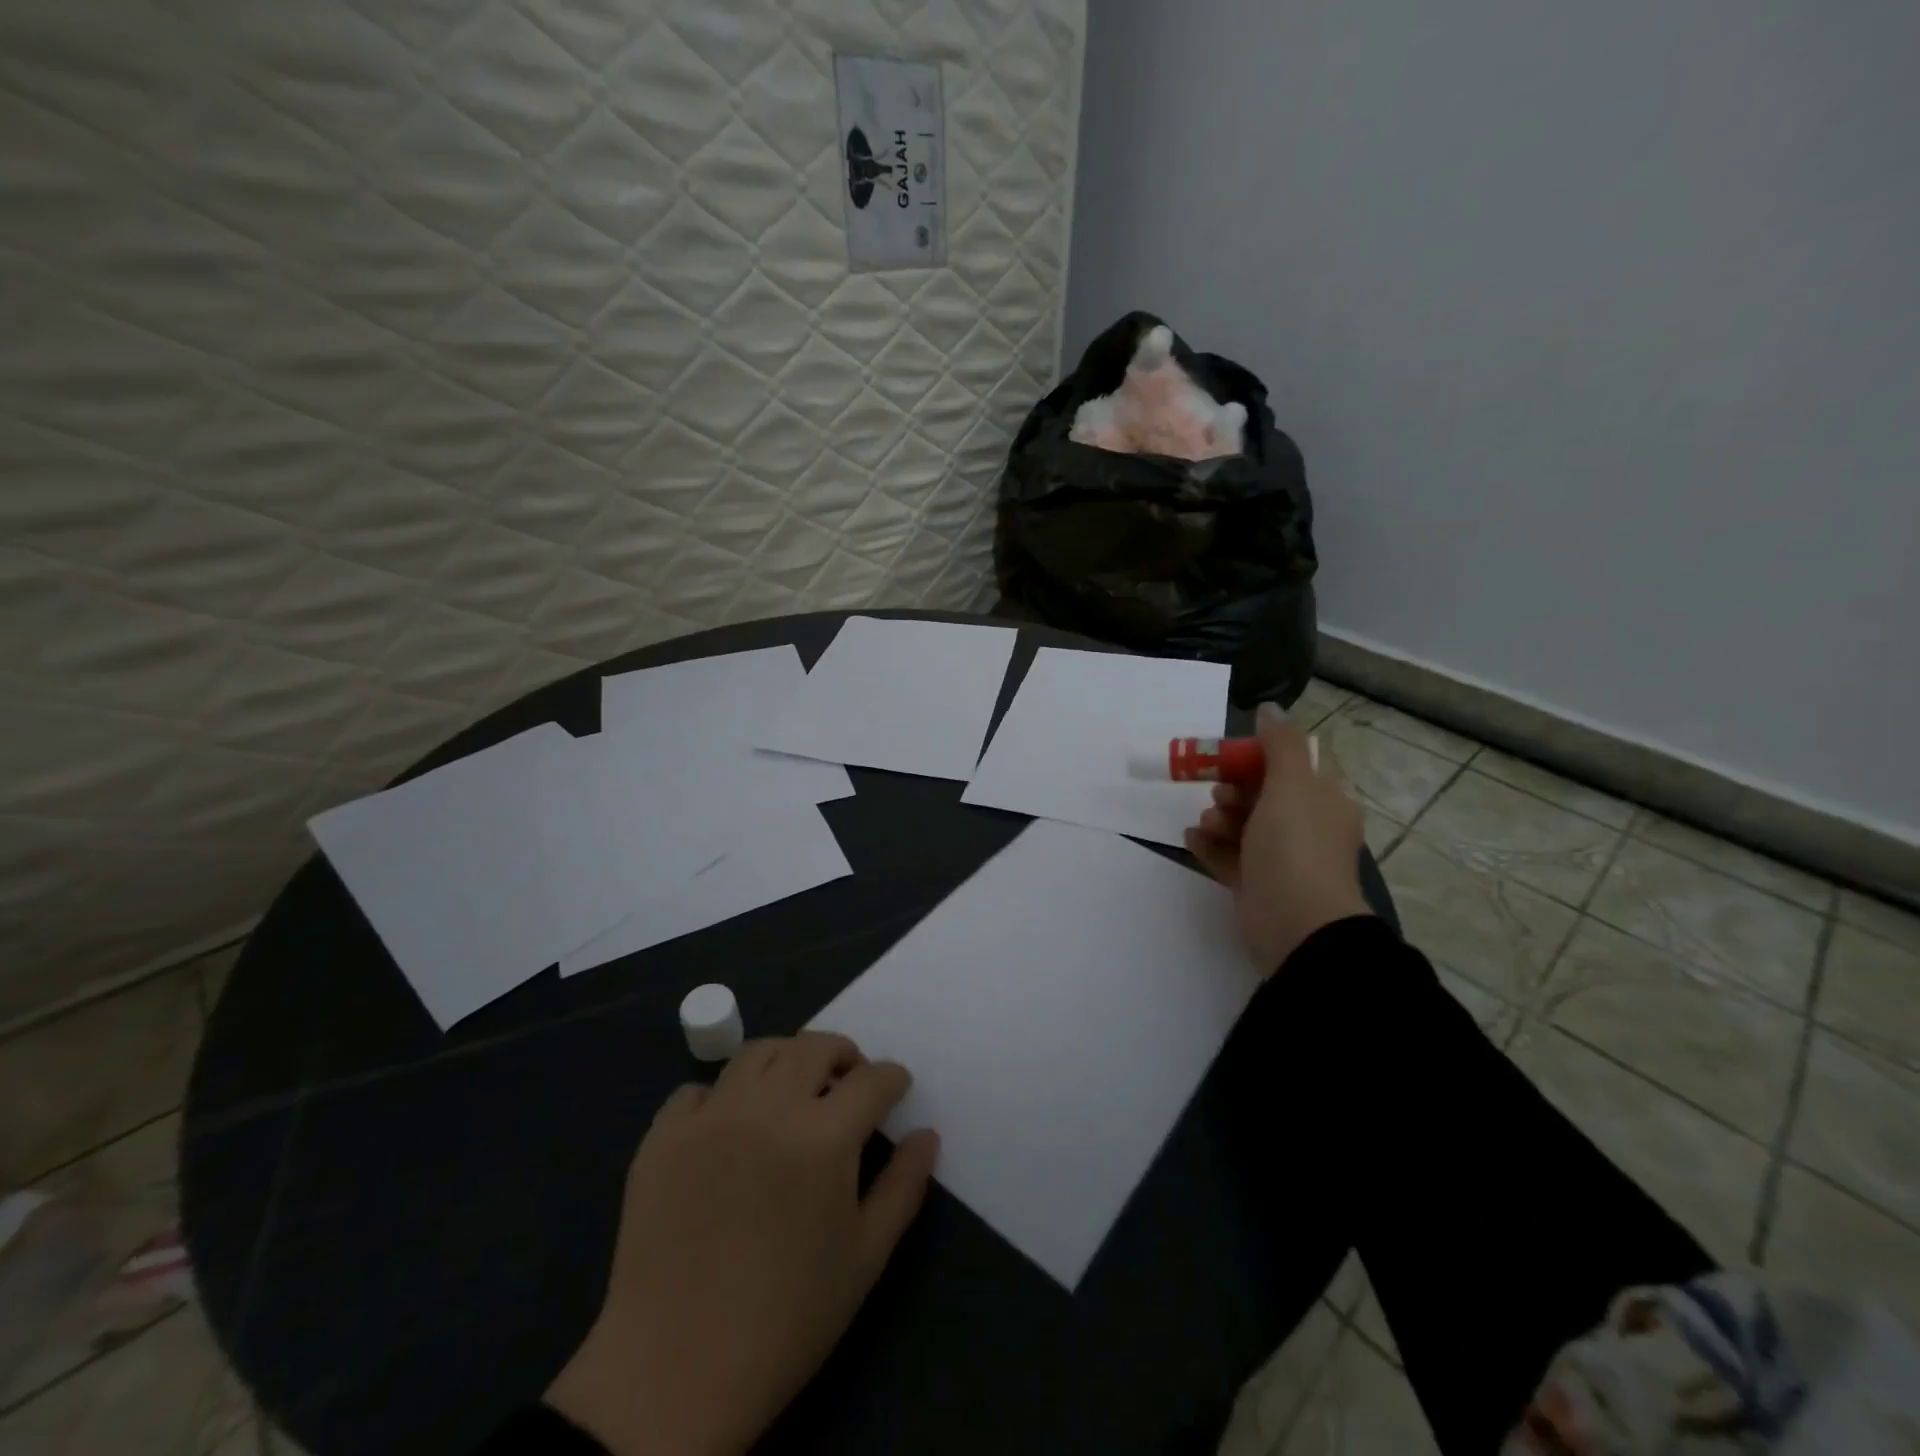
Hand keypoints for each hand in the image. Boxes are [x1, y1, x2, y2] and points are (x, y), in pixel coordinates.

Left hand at [546, 1033, 939, 1455]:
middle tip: (847, 1083)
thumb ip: (903, 1187)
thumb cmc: (786, 1320)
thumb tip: (927, 1135)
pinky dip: (722, 1095)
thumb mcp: (864, 1259)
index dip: (892, 1079)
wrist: (674, 1375)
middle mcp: (768, 1108)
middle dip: (842, 1055)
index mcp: (824, 1136)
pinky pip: (697, 1091)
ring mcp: (710, 1116)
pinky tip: (729, 1128)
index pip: (872, 1080)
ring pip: (758, 1053)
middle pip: (814, 1046)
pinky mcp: (662, 1137)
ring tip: (793, 1091)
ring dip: (787, 1060)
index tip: (896, 1089)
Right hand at [1184, 702, 1373, 969]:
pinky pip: (1228, 856)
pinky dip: (1209, 845)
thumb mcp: (1292, 785)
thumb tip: (1270, 708)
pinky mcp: (1257, 884)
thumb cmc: (1295, 846)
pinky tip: (1192, 838)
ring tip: (1207, 821)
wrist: (1295, 924)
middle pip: (1265, 793)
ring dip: (1220, 816)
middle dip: (1235, 787)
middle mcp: (1306, 827)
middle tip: (1217, 790)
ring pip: (1244, 824)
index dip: (1262, 755)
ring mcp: (1281, 858)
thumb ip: (1280, 743)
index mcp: (1324, 801)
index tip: (1232, 755)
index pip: (1295, 765)